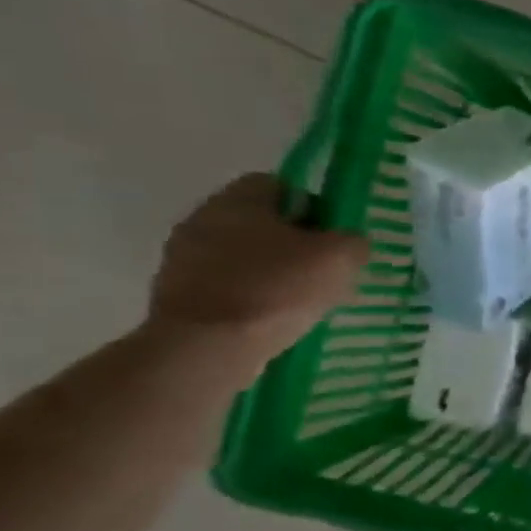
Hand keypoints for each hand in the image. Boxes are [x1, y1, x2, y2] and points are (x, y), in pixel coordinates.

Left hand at [147, 174, 367, 368]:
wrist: (208, 345)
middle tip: (324, 270)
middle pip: (260, 222)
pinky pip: (227, 285)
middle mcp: (202, 219)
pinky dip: (252, 297)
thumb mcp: (340, 258)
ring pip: (244, 255)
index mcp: (238, 200)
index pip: (280, 185)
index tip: (333, 237)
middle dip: (293, 242)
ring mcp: (182, 258)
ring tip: (303, 300)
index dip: (313, 206)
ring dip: (272, 271)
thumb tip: (350, 243)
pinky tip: (275, 318)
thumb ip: (353, 241)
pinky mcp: (177, 294)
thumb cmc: (277, 289)